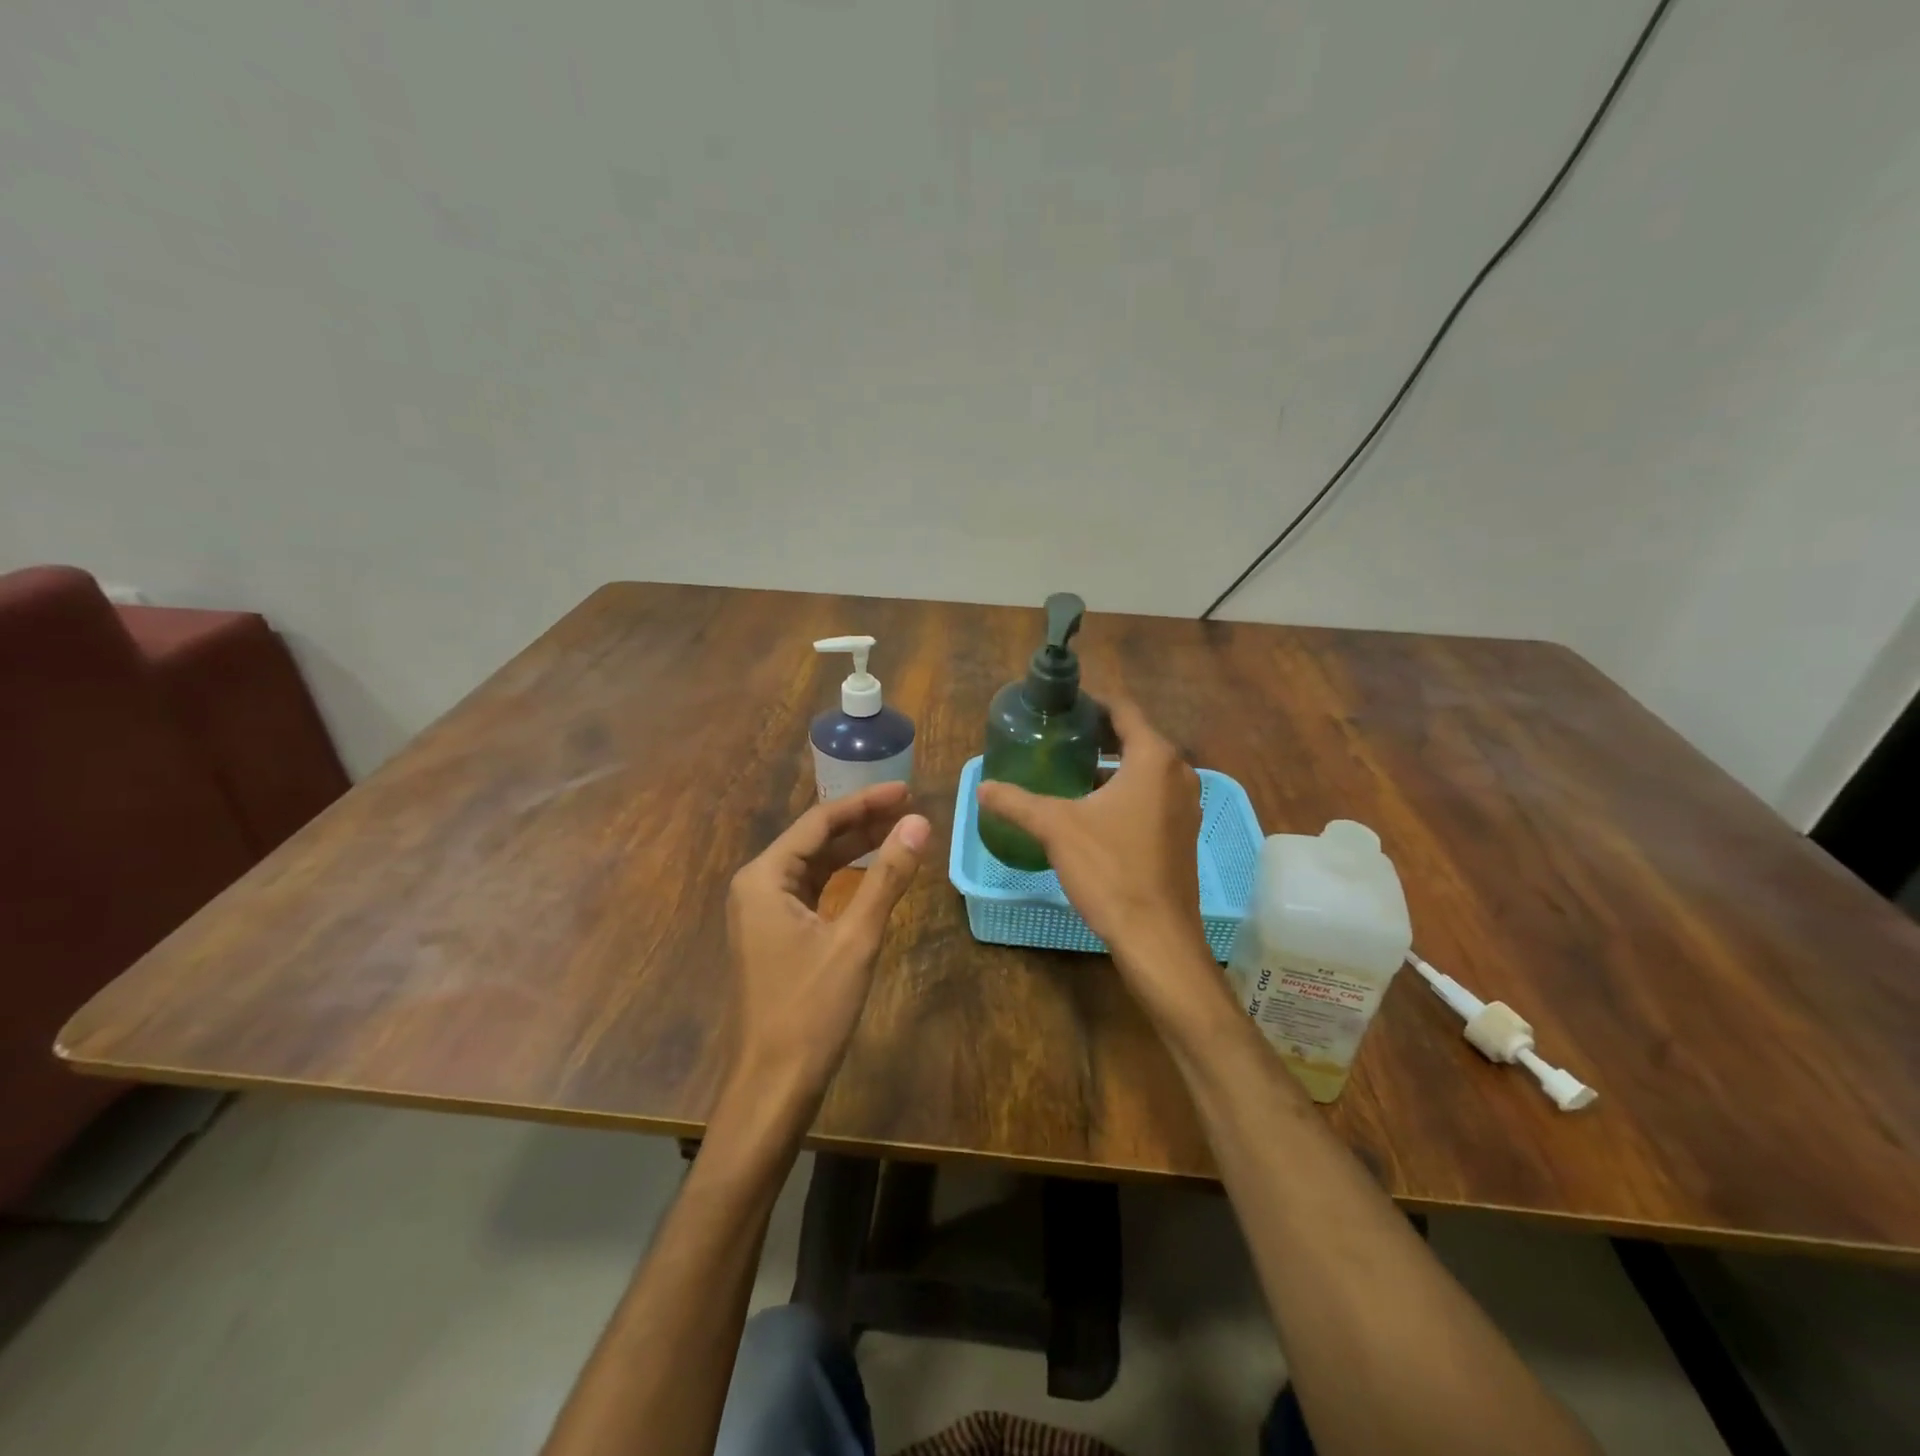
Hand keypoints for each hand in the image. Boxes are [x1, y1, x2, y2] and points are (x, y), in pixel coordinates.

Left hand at [724, 782, 930, 1120]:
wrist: (773, 1085)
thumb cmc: (811, 1009)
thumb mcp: (856, 938)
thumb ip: (887, 877)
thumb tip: (920, 823)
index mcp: (765, 877)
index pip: (819, 822)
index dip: (865, 802)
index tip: (906, 791)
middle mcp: (757, 885)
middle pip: (815, 840)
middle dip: (862, 823)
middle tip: (910, 808)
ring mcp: (762, 911)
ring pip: (815, 865)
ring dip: (855, 849)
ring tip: (899, 833)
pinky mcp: (774, 934)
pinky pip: (811, 890)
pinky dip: (843, 878)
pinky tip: (872, 874)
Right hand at [976, 700, 1229, 1036]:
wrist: (1156, 935)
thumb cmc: (1109, 869)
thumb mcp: (1055, 828)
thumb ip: (1016, 802)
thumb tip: (981, 787)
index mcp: (1153, 758)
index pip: (1124, 710)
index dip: (1092, 704)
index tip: (1062, 707)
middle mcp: (1178, 773)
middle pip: (1135, 738)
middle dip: (1098, 735)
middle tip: (1058, 737)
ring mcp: (1186, 805)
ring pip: (1145, 770)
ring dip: (1112, 765)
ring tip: (1070, 770)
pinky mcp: (1183, 833)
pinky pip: (1153, 796)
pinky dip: (1126, 791)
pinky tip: (1093, 809)